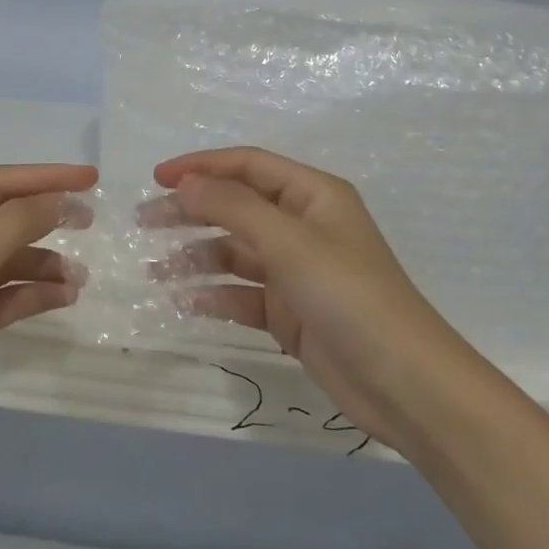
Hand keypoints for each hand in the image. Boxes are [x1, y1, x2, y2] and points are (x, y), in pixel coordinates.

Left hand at [0, 163, 95, 470]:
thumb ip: (13, 224)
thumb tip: (58, 199)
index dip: (45, 177)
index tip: (91, 179)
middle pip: (3, 218)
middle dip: (45, 218)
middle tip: (90, 221)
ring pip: (7, 260)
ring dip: (43, 264)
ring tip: (79, 278)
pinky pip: (5, 295)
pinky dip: (33, 294)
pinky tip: (64, 298)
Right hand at [151, 148, 464, 446]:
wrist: (404, 383)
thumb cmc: (349, 296)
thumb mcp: (290, 242)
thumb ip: (233, 207)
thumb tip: (185, 183)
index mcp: (312, 195)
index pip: (247, 165)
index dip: (201, 166)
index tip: (156, 178)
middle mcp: (302, 226)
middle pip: (235, 207)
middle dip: (190, 212)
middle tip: (144, 222)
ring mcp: (295, 271)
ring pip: (233, 253)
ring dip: (195, 258)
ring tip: (154, 271)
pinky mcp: (289, 312)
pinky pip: (241, 294)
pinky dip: (214, 296)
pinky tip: (183, 303)